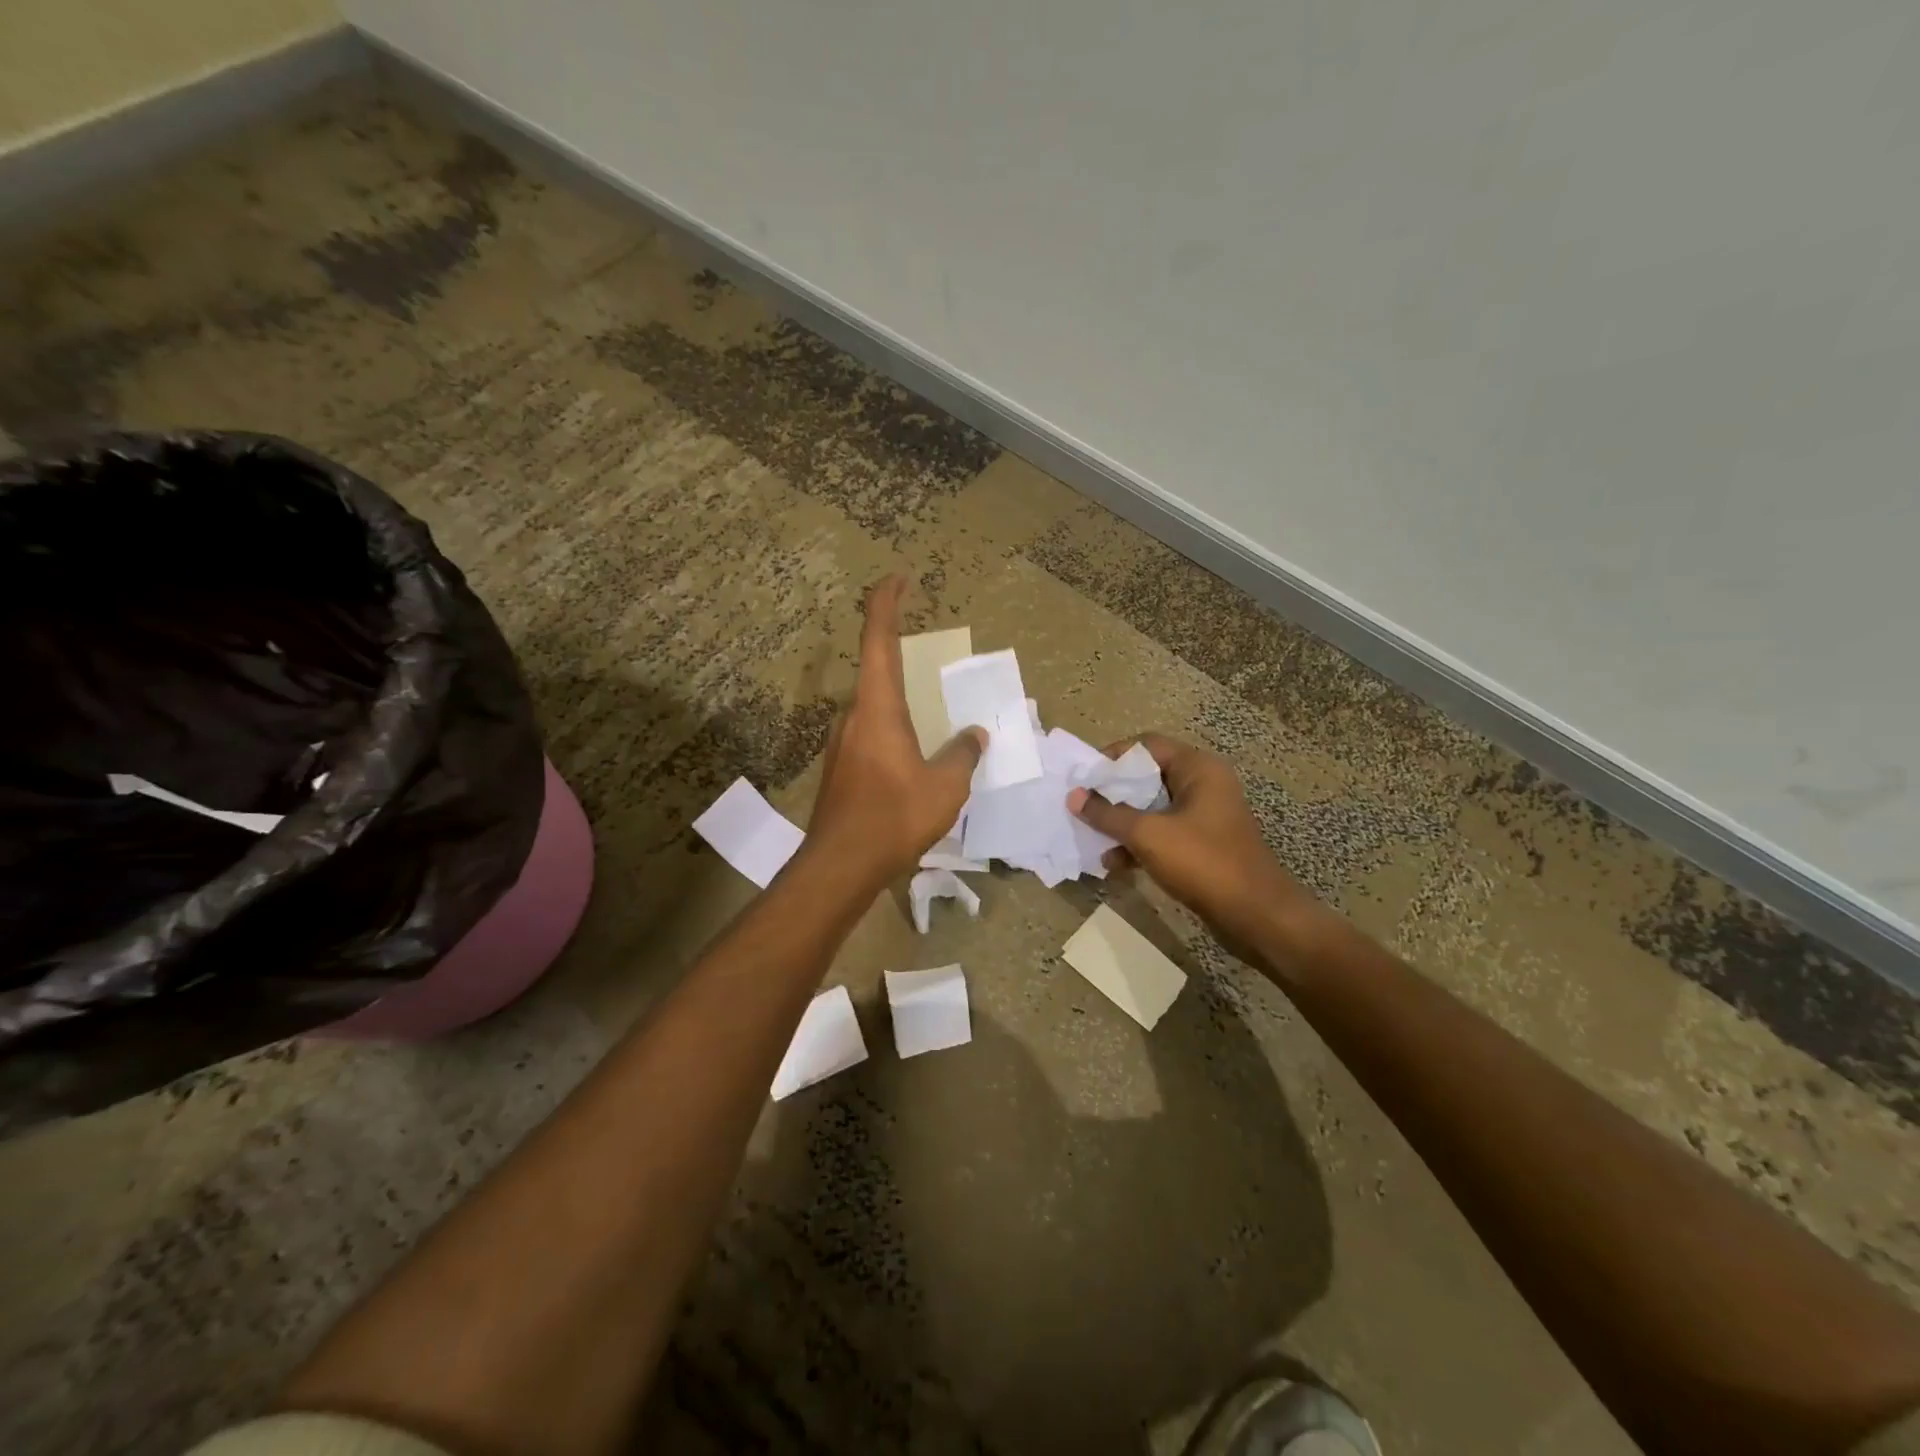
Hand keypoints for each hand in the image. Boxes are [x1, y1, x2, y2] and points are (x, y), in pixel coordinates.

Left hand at [802, 575, 985, 885]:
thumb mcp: (945, 786)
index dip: (886, 602)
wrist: (840, 866)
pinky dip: (894, 735)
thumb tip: (974, 736)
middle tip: (935, 670)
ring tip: (934, 726)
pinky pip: (871, 737)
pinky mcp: (839, 769)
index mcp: (877, 706)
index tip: (899, 578)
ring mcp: (841, 744)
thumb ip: (963, 754)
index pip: (878, 638)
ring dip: (902, 706)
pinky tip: (913, 763)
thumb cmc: (894, 817)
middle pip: (876, 673)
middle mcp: (853, 716)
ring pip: (875, 710)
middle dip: (903, 661)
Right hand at [1068, 733, 1316, 946]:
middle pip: (1148, 776)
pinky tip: (1115, 864)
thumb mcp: (1148, 835)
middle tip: (1082, 806)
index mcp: (1198, 769)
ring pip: (1153, 808)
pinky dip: (1139, 843)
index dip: (1112, 757)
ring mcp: (1205, 816)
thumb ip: (1108, 814)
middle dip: (1113, 794)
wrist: (1256, 916)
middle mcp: (1203, 785)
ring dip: (1122, 822)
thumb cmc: (1203, 862)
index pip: (1146, 745)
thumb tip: (1074, 796)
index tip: (1084, 778)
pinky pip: (1163, 833)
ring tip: (1092, 839)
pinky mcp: (1203, 844)